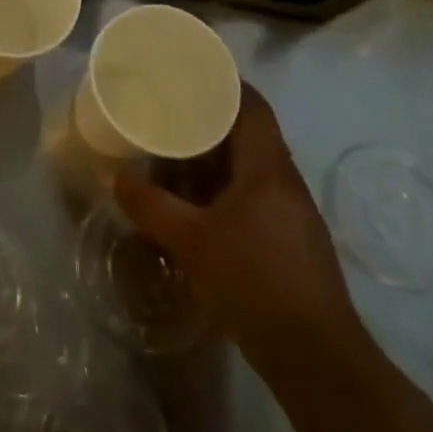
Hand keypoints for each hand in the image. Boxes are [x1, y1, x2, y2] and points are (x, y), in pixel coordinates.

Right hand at [114, 83, 360, 371]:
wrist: (317, 360)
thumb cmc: (255, 283)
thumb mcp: (192, 241)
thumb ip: (151, 206)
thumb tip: (115, 180)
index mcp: (268, 168)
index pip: (252, 105)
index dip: (224, 82)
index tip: (188, 71)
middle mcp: (283, 181)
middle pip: (248, 132)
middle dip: (208, 119)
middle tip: (166, 109)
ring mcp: (290, 213)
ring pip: (248, 166)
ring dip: (212, 156)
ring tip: (171, 148)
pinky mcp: (288, 240)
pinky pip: (250, 194)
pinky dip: (220, 186)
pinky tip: (193, 199)